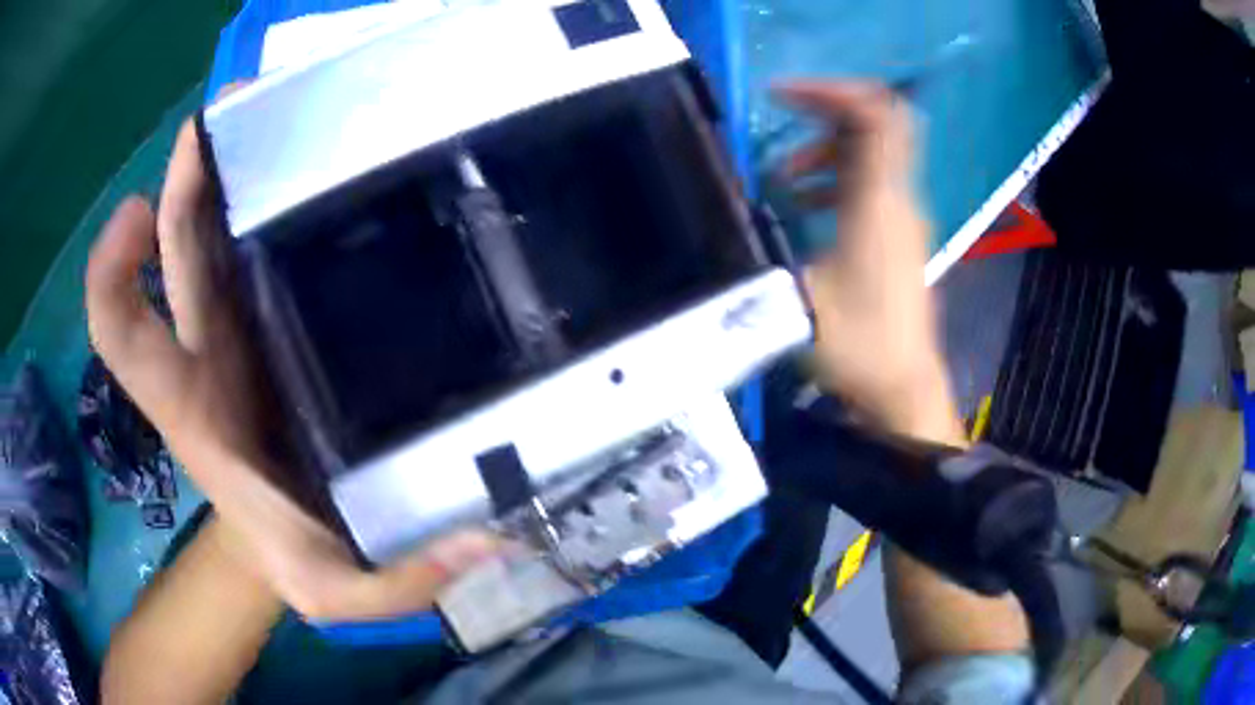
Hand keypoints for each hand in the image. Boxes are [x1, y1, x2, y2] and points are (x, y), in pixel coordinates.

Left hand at [86, 119, 497, 619]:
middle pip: (173, 252)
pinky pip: (245, 244)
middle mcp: (201, 351)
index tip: (137, 211)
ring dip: (218, 170)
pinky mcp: (265, 316)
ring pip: (205, 233)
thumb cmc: (296, 553)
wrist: (288, 538)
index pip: (122, 334)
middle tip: (229, 113)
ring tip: (265, 106)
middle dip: (186, 180)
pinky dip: (255, 195)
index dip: (113, 273)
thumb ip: (399, 578)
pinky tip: (304, 159)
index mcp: (193, 408)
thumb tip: (485, 537)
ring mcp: (232, 326)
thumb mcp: (337, 589)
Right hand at [776, 81, 959, 442]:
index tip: (781, 94)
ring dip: (826, 150)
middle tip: (780, 117)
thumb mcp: (796, 299)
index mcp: (877, 203)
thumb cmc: (857, 346)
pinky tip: (807, 205)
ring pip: (871, 153)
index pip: (873, 116)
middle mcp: (898, 199)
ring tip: (786, 180)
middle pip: (875, 123)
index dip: (830, 91)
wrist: (903, 386)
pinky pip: (872, 182)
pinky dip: (838, 176)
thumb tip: (731, 214)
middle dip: (825, 110)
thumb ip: (762, 248)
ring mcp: (903, 216)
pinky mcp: (900, 235)